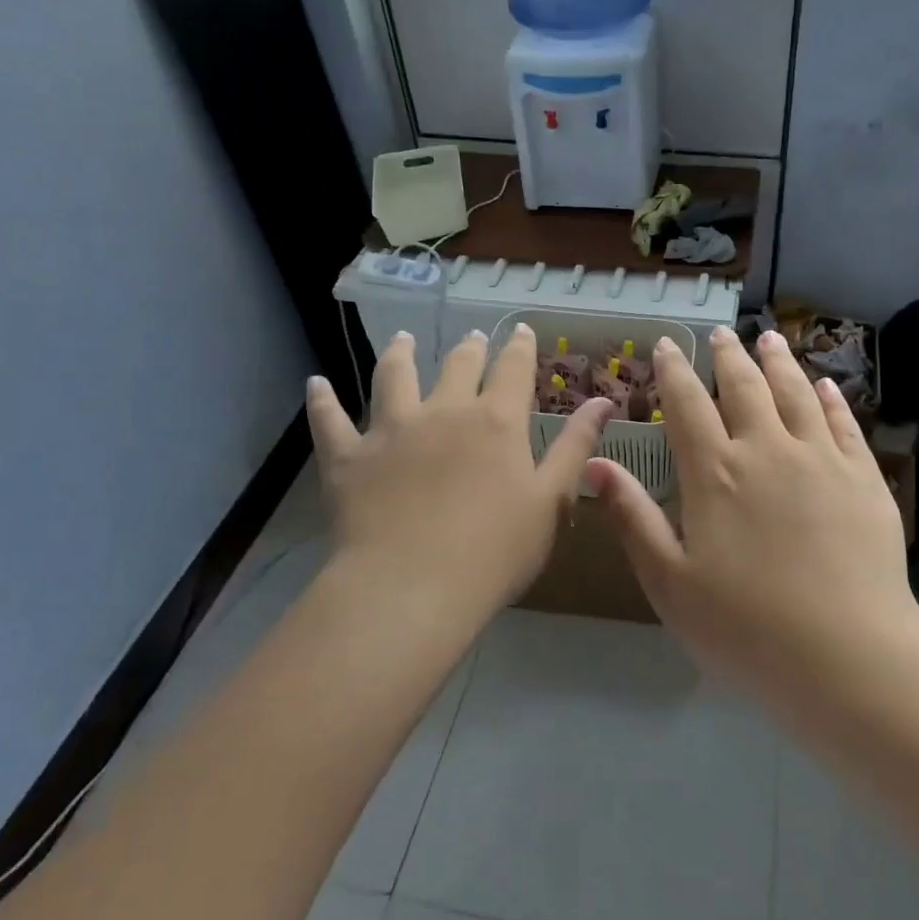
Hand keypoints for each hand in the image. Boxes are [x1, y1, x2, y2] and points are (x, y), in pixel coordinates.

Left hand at [304, 327, 611, 620]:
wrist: (412, 589)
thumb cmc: (495, 552)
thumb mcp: (551, 501)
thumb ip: (575, 446)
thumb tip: (603, 401)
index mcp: (496, 422)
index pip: (513, 369)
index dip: (519, 347)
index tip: (521, 330)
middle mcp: (444, 411)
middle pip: (457, 366)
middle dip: (469, 348)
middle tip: (471, 337)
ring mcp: (391, 430)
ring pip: (393, 376)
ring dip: (399, 353)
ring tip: (403, 339)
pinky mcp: (348, 456)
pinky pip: (329, 420)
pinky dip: (322, 400)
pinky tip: (315, 383)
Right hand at [586, 326, 918, 698]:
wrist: (848, 658)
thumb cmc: (745, 629)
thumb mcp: (670, 582)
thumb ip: (633, 518)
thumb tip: (596, 463)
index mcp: (715, 473)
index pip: (687, 404)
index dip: (673, 370)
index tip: (666, 344)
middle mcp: (767, 449)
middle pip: (744, 386)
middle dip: (727, 356)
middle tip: (720, 333)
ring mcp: (821, 459)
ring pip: (795, 393)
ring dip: (778, 361)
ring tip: (768, 338)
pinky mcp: (863, 477)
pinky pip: (843, 422)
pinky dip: (829, 397)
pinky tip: (823, 384)